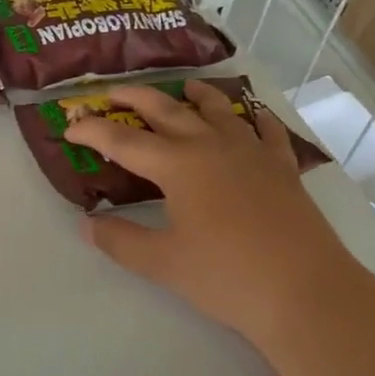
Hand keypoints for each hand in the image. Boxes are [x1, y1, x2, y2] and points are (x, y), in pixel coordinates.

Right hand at [64, 80, 359, 358]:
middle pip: (166, 109)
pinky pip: (265, 131)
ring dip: (195, 96)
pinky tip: (252, 115)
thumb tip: (88, 224)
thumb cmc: (226, 276)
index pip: (123, 140)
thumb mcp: (162, 263)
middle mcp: (211, 146)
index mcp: (177, 165)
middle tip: (112, 93)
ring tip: (184, 86)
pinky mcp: (282, 167)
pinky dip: (255, 117)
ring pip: (218, 110)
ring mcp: (250, 152)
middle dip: (135, 98)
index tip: (70, 127)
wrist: (304, 290)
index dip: (92, 131)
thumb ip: (120, 240)